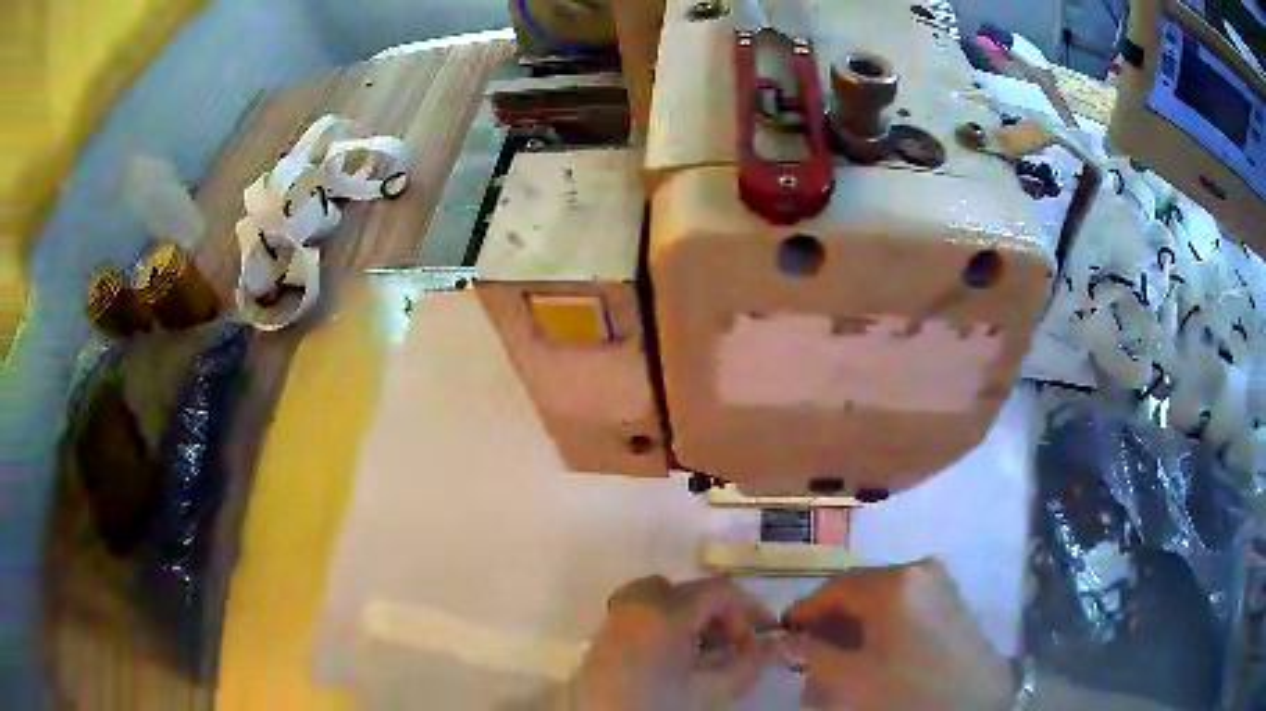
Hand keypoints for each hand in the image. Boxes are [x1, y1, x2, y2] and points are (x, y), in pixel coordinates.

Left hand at [574, 575, 776, 709]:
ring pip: (660, 599)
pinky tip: (673, 661)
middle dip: (715, 614)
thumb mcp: (715, 690)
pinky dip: (662, 626)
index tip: (758, 641)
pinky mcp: (600, 639)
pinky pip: (638, 615)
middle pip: (687, 590)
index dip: (747, 611)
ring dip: (688, 618)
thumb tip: (765, 646)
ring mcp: (614, 620)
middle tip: (729, 646)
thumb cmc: (664, 708)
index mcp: (666, 611)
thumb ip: (748, 663)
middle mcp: (636, 605)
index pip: (719, 590)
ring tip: (701, 655)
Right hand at [783, 558, 1013, 710]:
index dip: (805, 610)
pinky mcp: (956, 607)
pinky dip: (883, 634)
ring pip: (885, 605)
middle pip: (861, 593)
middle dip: (831, 627)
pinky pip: (908, 612)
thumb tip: (791, 638)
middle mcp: (922, 571)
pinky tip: (873, 663)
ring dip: (856, 634)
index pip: (835, 586)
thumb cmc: (906, 692)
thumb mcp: (849, 678)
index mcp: (896, 581)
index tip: (784, 635)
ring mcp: (944, 587)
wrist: (973, 707)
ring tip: (838, 669)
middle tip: (810, 659)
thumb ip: (813, 652)